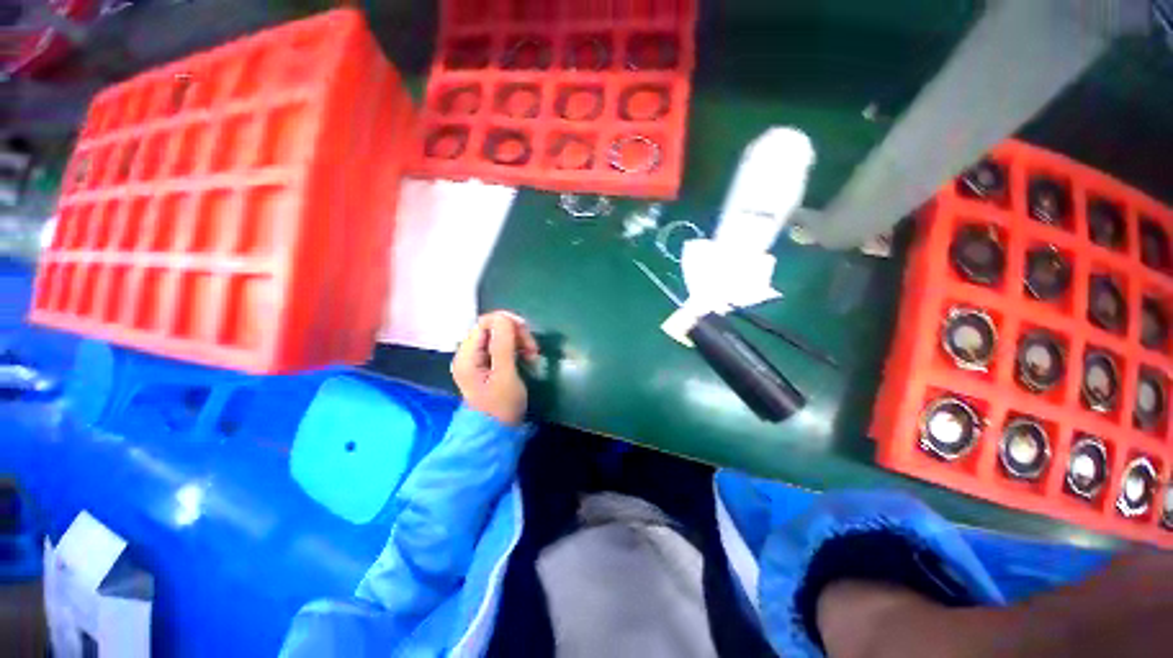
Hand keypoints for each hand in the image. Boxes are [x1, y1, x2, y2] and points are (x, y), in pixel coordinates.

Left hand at [451, 311, 539, 425]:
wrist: (495, 435)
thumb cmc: (501, 407)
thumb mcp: (505, 374)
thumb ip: (503, 344)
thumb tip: (505, 317)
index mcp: (467, 354)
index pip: (486, 321)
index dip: (508, 323)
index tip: (527, 338)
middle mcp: (468, 353)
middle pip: (493, 327)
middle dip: (515, 334)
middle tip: (532, 350)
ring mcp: (477, 360)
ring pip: (499, 336)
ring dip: (518, 341)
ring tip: (531, 356)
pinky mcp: (486, 366)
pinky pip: (501, 347)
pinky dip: (515, 349)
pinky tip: (525, 359)